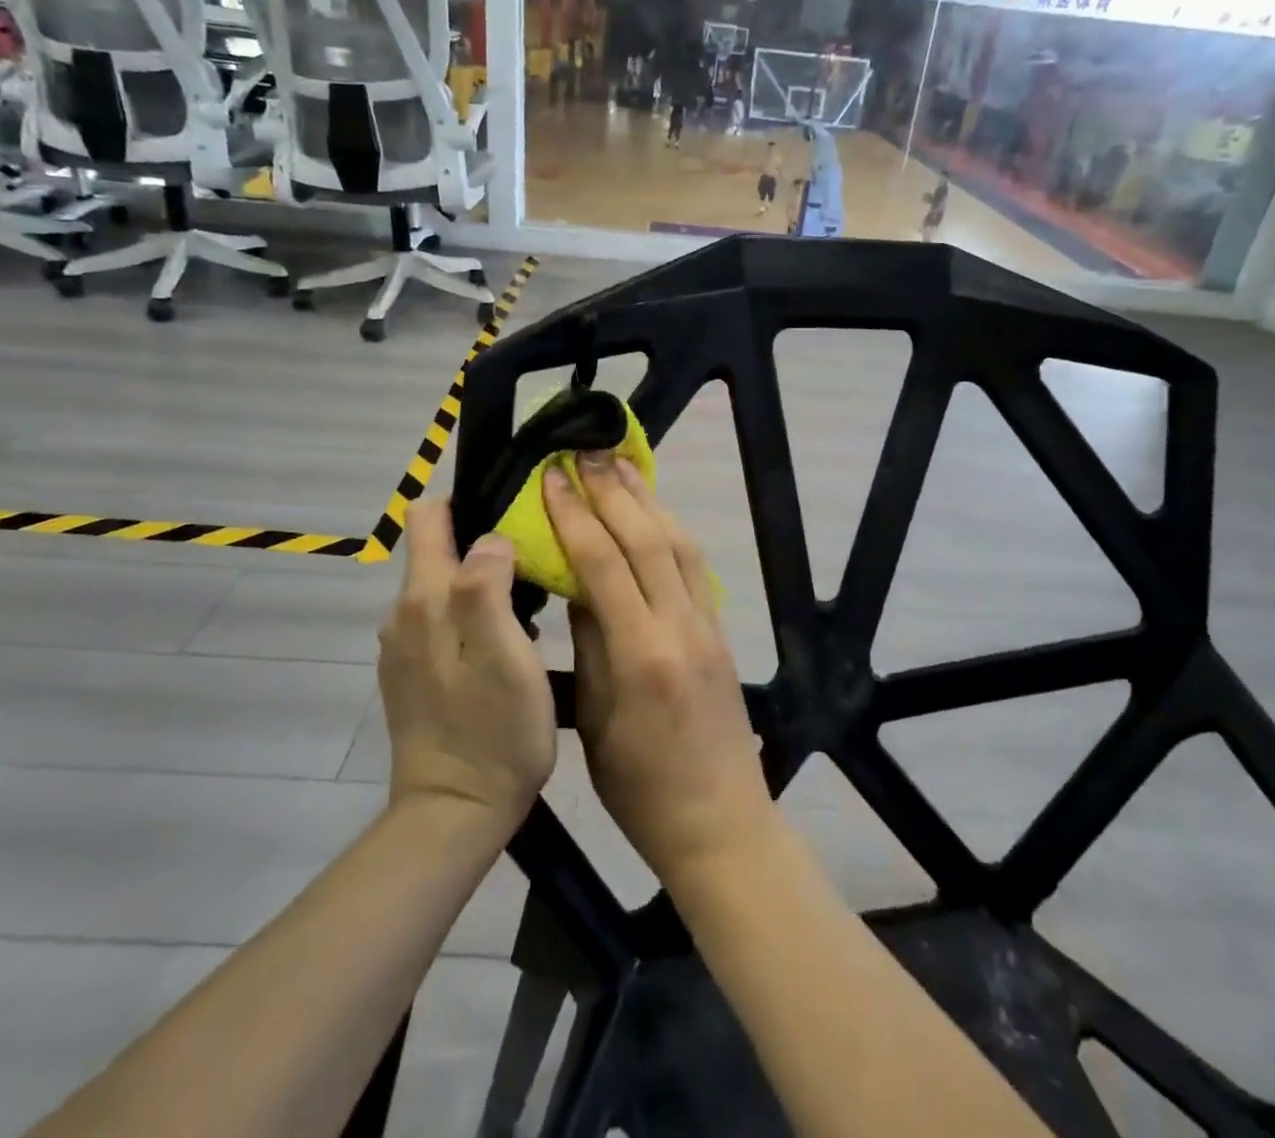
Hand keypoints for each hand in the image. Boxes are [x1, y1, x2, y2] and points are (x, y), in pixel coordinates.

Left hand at [377, 502, 555, 834]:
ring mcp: (403, 648)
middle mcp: (403, 616)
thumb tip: (490, 537)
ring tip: (534, 605)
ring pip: (445, 588)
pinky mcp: (412, 675)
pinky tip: (509, 644)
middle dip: (485, 544)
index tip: (515, 510)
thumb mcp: (505, 654)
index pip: (428, 516)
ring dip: (483, 583)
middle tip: (540, 564)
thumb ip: (487, 586)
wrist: (455, 814)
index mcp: (424, 600)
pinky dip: (474, 617)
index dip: (469, 500)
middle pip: (438, 550)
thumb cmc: (494, 731)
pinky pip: (443, 622)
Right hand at [543, 454, 775, 888]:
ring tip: (621, 465)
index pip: (604, 563)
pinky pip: (695, 567)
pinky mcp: (722, 631)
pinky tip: (655, 514)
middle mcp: (681, 627)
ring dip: (648, 500)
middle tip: (586, 452)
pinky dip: (672, 530)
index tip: (552, 477)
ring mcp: (708, 626)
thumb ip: (589, 645)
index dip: (575, 515)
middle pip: (648, 539)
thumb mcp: (596, 721)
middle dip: (613, 491)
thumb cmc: (640, 789)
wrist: (720, 822)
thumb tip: (578, 586)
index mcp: (642, 654)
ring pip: (679, 544)